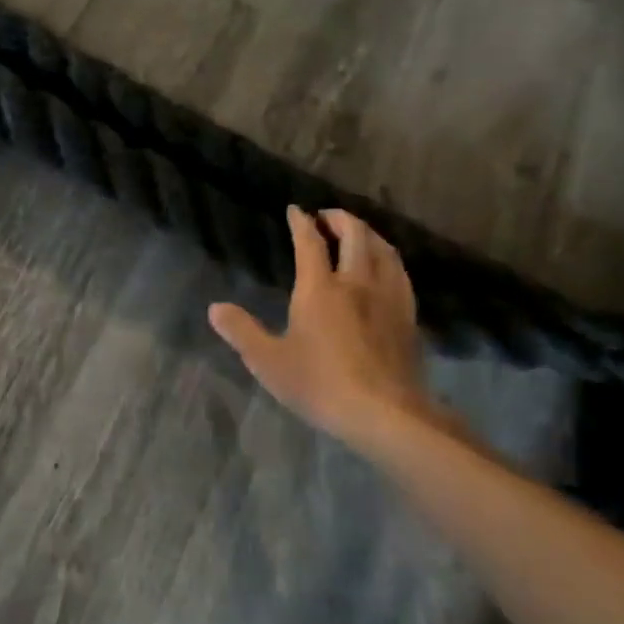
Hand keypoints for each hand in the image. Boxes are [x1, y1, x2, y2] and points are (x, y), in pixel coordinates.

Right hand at [209, 207, 439, 444]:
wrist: (385, 413)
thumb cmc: (320, 384)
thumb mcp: (269, 361)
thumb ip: (241, 331)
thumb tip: (215, 308)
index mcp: (320, 288)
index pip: (310, 242)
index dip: (301, 222)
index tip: (295, 210)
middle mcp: (357, 282)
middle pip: (354, 234)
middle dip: (339, 218)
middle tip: (325, 216)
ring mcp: (388, 297)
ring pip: (383, 249)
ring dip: (367, 233)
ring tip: (356, 234)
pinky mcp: (408, 315)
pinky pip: (400, 272)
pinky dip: (387, 257)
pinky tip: (385, 267)